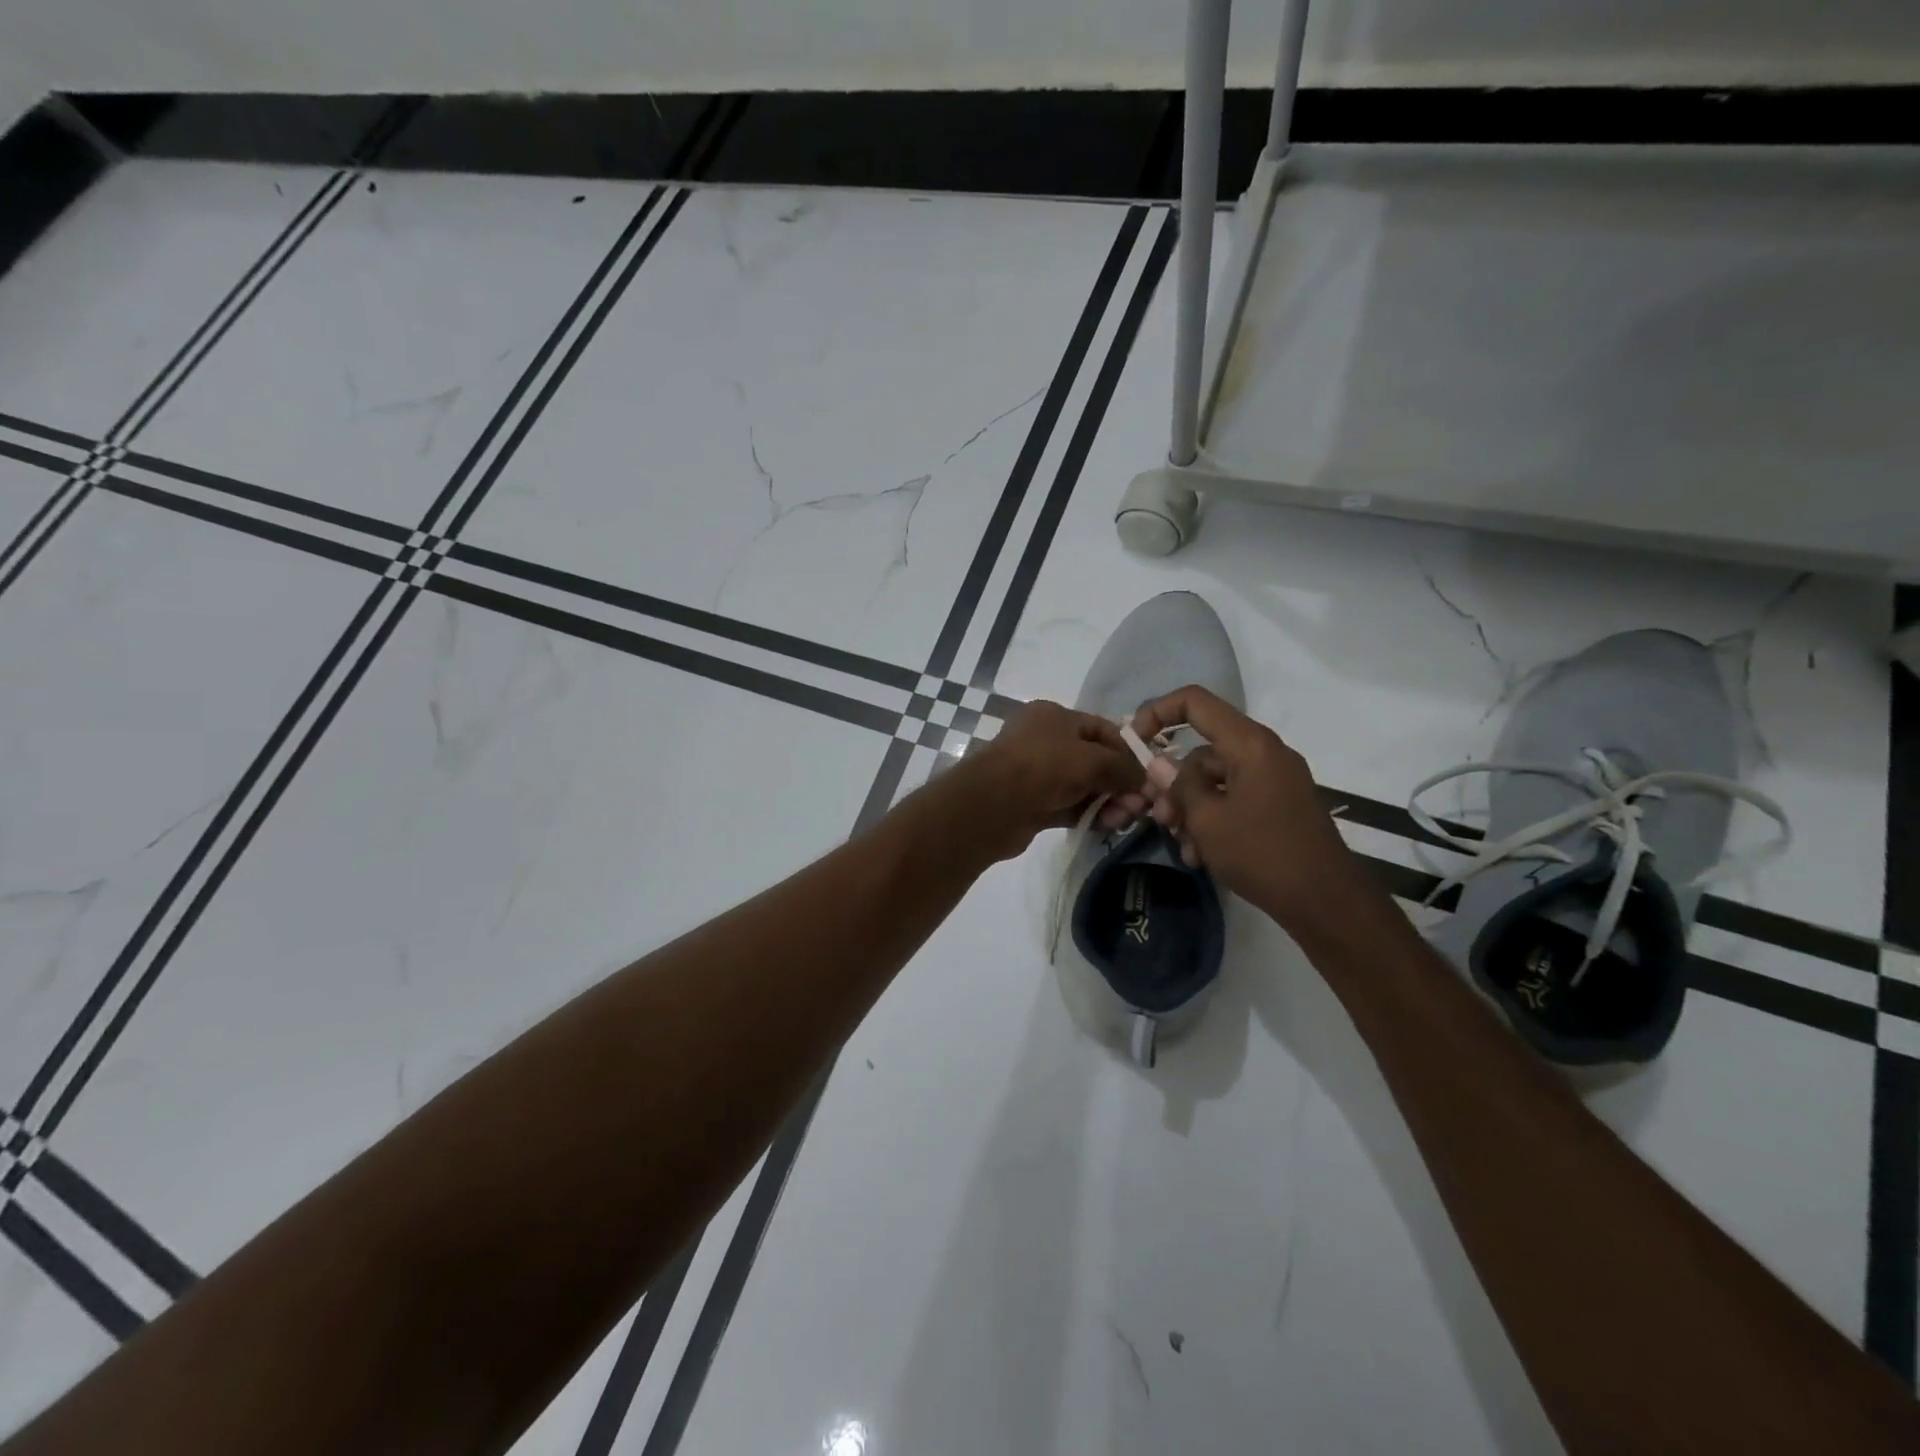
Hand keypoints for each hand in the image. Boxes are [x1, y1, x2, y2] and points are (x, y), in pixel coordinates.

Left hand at [949, 699, 1148, 860]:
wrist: (993, 805)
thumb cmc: (1044, 766)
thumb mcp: (1092, 759)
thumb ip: (1123, 767)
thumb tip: (1145, 780)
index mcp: (1055, 716)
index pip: (1102, 729)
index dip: (1128, 750)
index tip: (1149, 774)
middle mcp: (1045, 741)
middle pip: (1095, 760)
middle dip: (1120, 782)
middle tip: (1141, 806)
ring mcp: (1038, 774)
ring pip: (1084, 786)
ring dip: (1108, 802)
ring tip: (1126, 819)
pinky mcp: (1035, 804)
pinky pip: (1071, 806)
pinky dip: (1090, 814)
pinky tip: (1109, 826)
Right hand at [1131, 686, 1370, 932]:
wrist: (1326, 901)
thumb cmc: (1261, 853)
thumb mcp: (1207, 820)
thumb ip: (1178, 785)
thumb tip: (1158, 763)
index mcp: (1249, 744)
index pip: (1194, 702)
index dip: (1158, 712)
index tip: (1134, 743)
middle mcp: (1264, 752)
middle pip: (1202, 752)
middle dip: (1173, 785)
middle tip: (1159, 818)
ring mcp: (1274, 779)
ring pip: (1214, 781)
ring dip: (1191, 811)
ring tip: (1183, 847)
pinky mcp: (1279, 805)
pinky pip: (1234, 799)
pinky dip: (1213, 820)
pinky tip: (1202, 856)